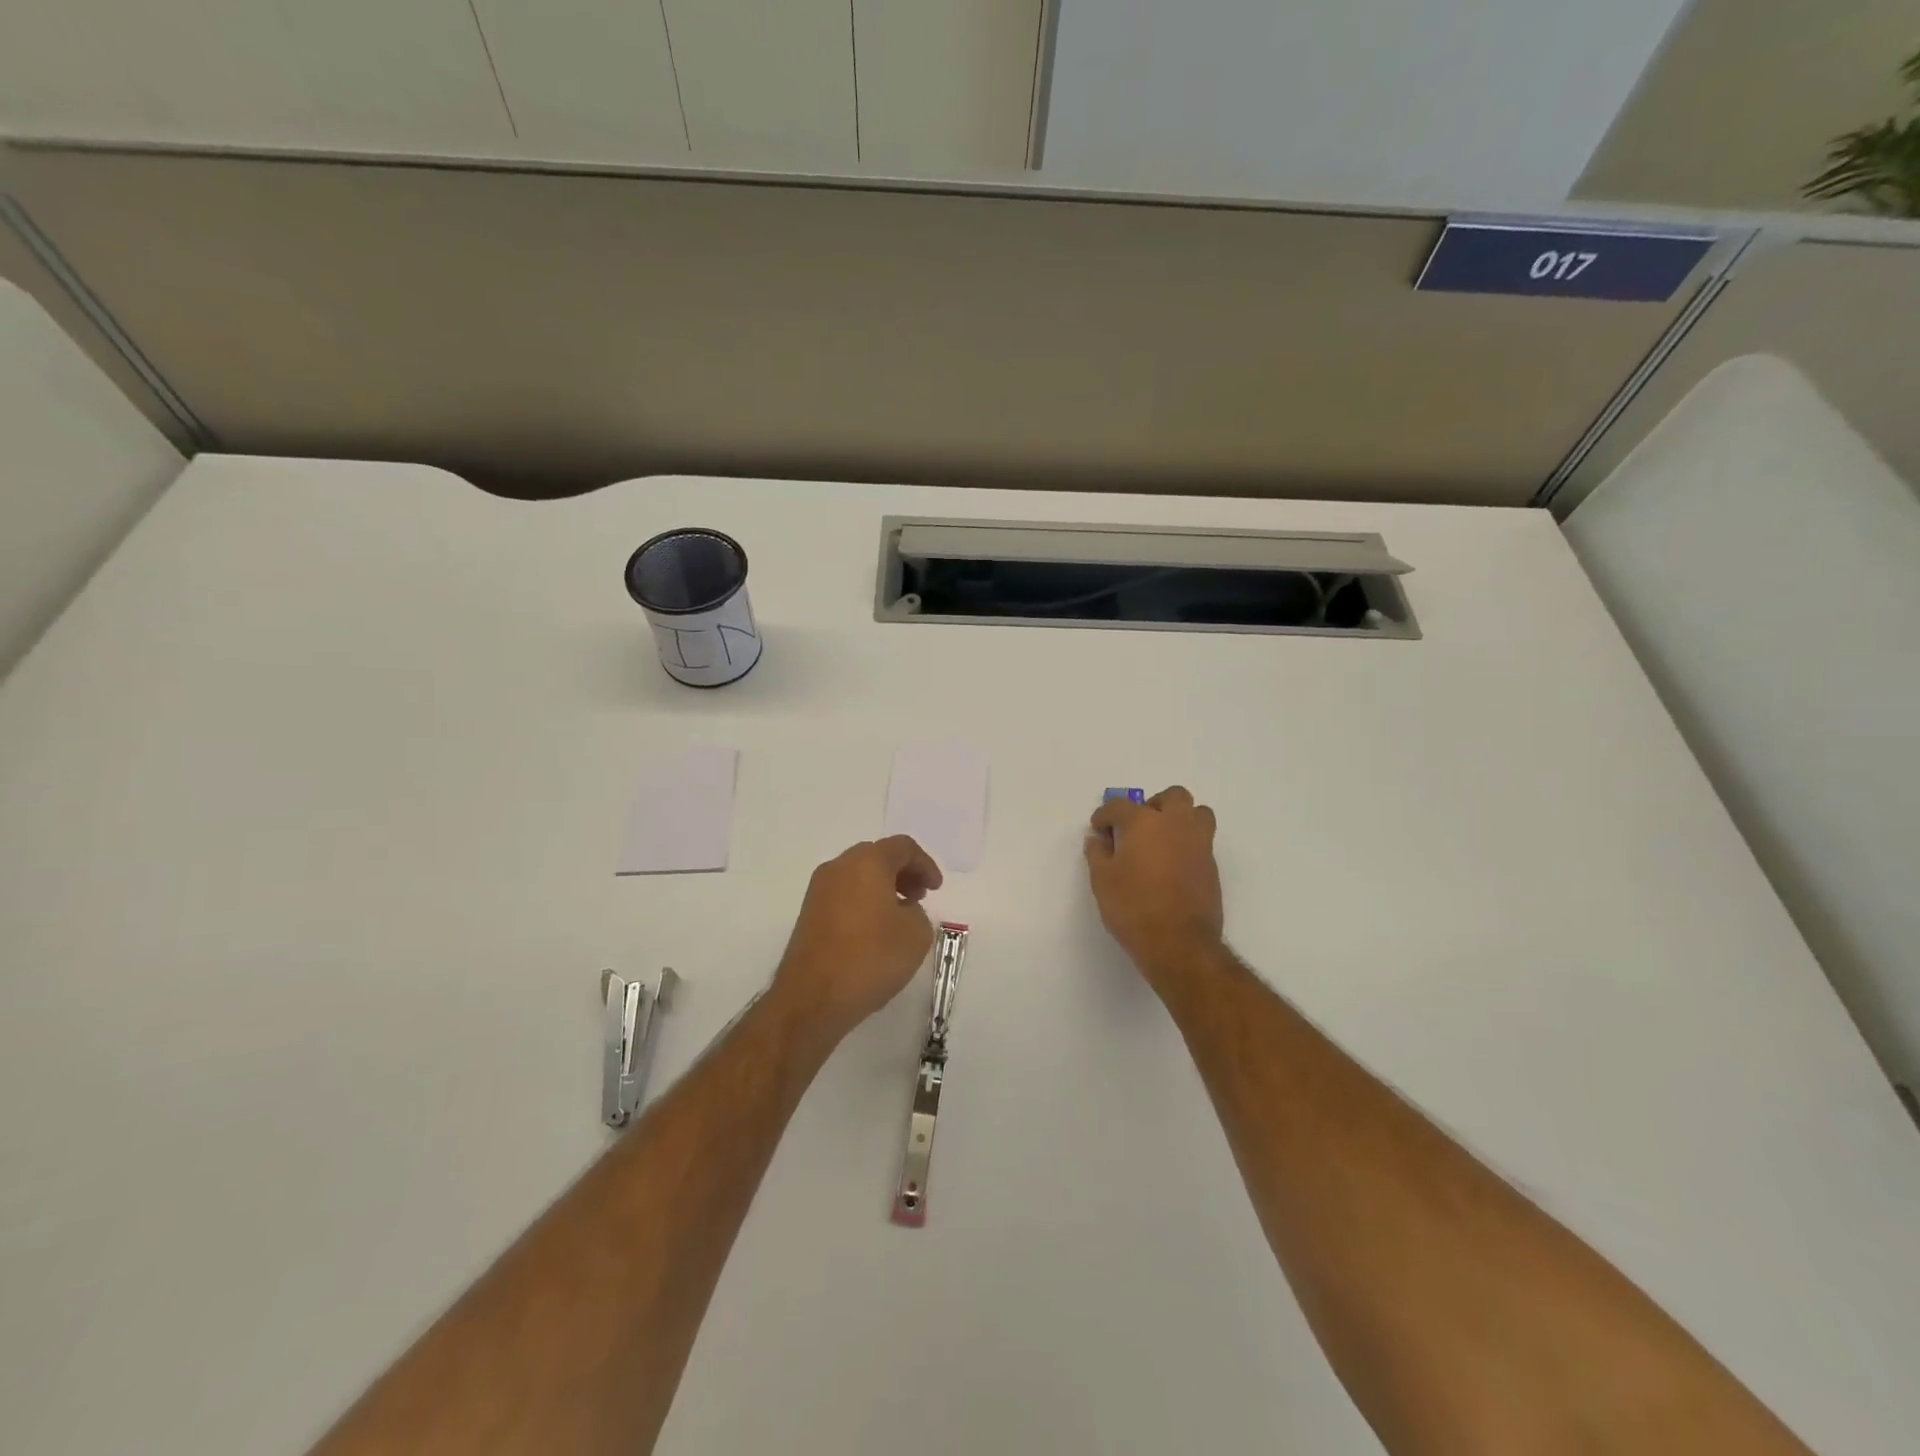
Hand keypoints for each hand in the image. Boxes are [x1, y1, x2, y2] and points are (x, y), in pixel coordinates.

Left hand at [771, 836, 944, 1050]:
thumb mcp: (916, 934)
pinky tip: (875, 931)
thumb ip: (917, 912)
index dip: (925, 864)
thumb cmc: (870, 958)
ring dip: (882, 887)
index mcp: (867, 862)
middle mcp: (838, 867)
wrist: (812, 998)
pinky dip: (864, 902)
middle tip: (919, 897)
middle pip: (877, 856)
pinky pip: (844, 895)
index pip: (902, 847)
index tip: (936, 889)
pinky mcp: (808, 914)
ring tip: (899, 916)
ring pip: (858, 875)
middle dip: (902, 872)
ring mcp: (818, 890)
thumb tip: (900, 910)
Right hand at [1084, 786, 1223, 994]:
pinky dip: (1187, 843)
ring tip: (1163, 840)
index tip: (1099, 830)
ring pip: (1196, 813)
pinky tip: (1172, 865)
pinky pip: (1201, 840)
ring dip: (1180, 818)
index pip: (1119, 806)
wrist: (1179, 943)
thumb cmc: (1133, 907)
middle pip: (1171, 797)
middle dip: (1153, 805)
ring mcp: (1199, 843)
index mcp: (1144, 822)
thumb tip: (1098, 839)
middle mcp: (1175, 824)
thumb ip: (1097, 853)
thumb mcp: (1102, 880)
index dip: (1105, 816)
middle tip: (1137, 827)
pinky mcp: (1212, 865)